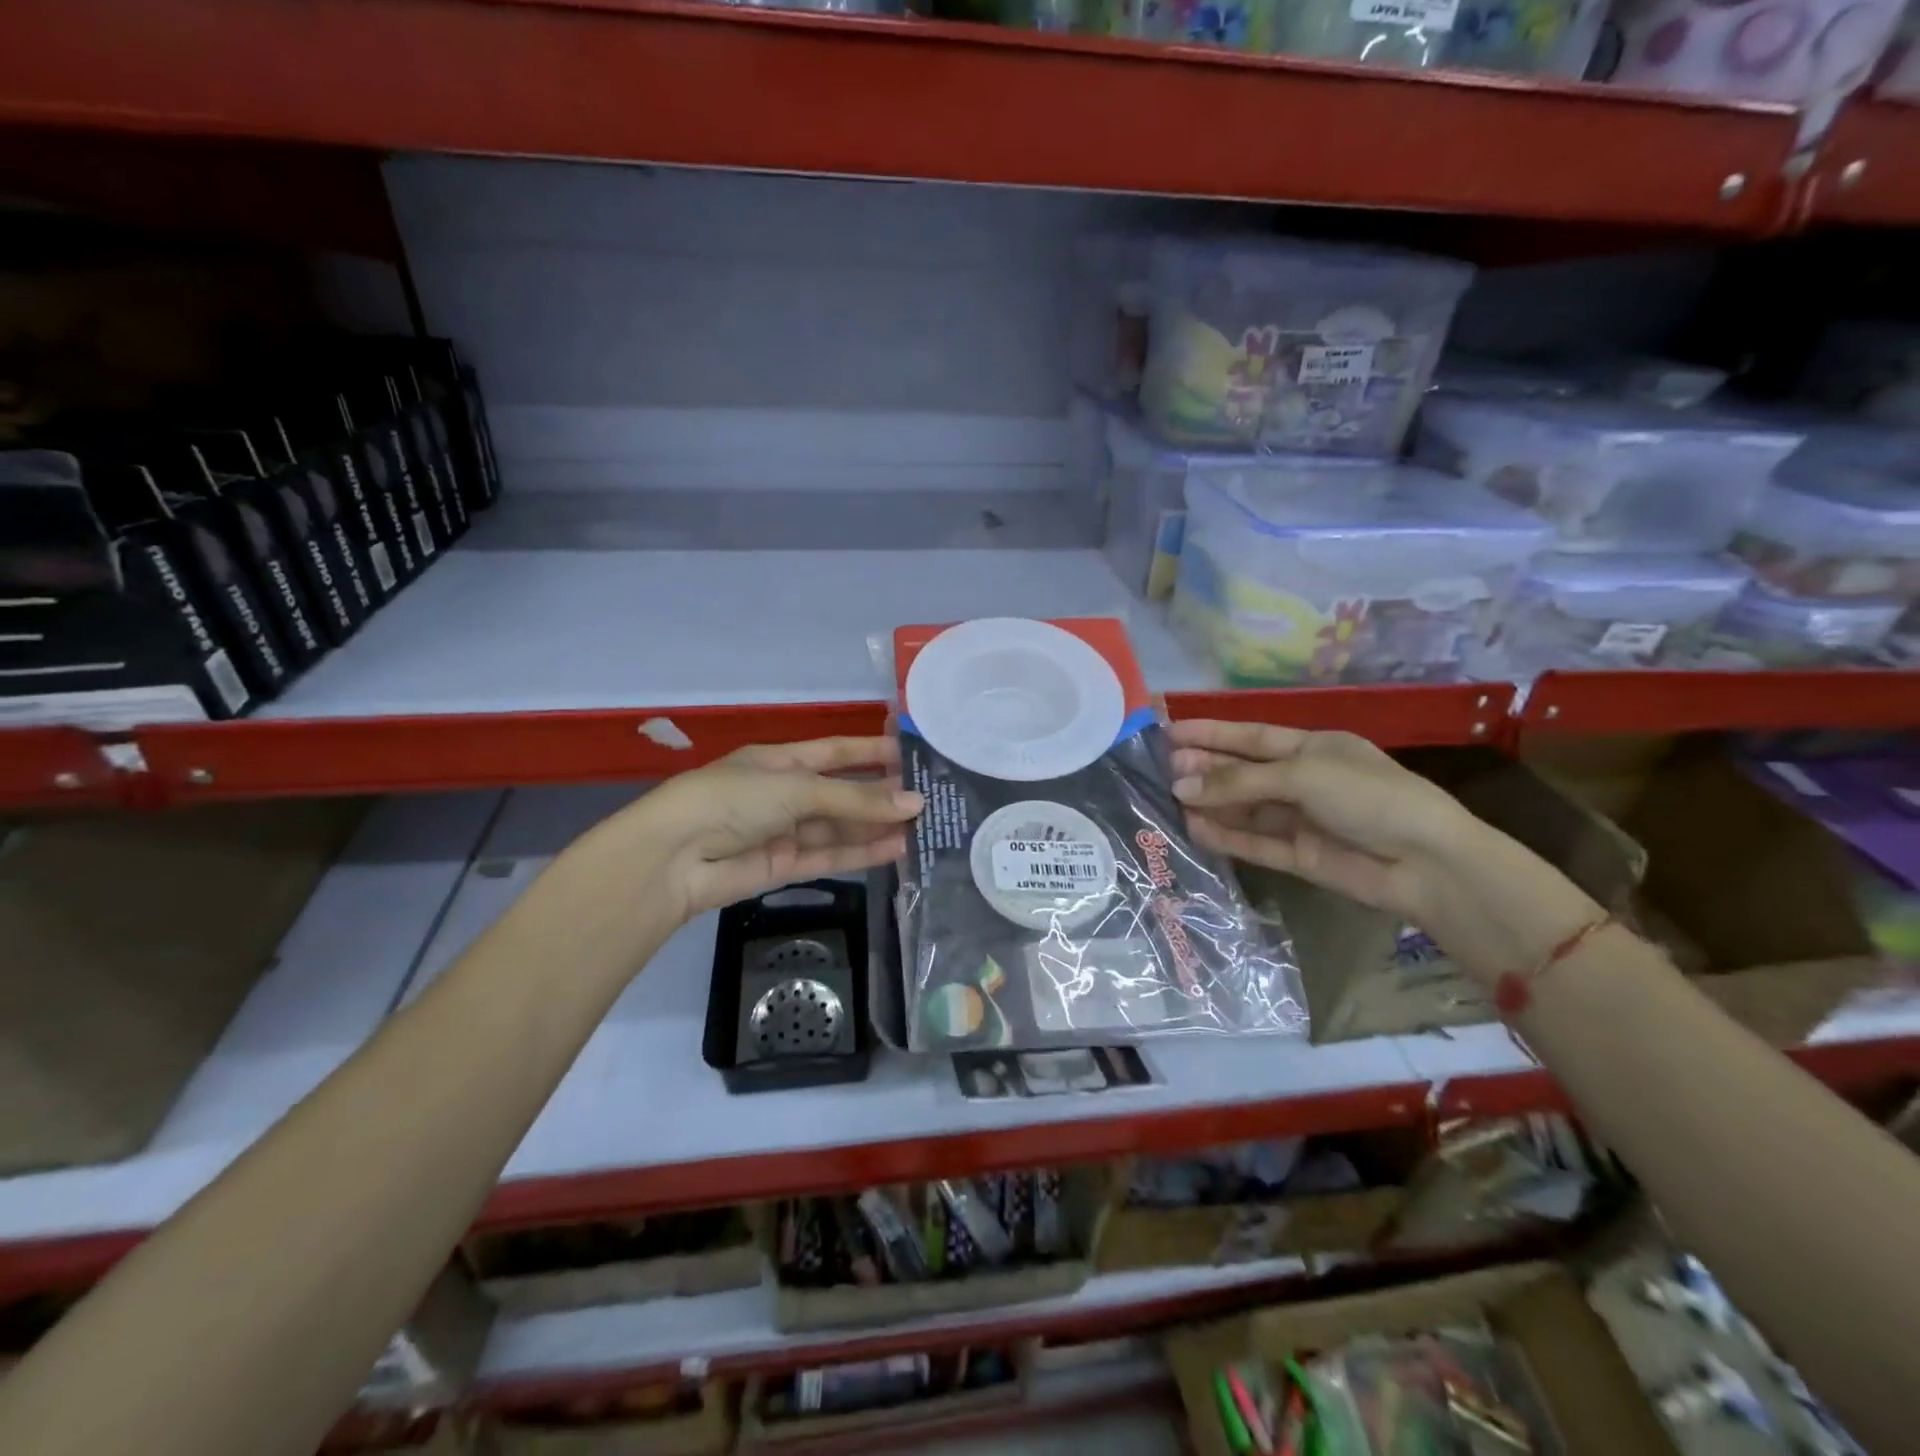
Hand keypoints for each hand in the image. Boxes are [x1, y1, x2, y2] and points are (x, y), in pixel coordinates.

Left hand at [639, 737, 921, 918]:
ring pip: (840, 827)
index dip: (873, 751)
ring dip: (877, 827)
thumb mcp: (797, 789)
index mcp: (781, 761)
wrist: (673, 858)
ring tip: (924, 827)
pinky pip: (830, 856)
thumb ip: (856, 799)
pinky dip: (862, 853)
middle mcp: (785, 793)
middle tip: (931, 798)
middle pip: (842, 792)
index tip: (914, 754)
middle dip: (881, 794)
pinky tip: (897, 849)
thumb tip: (914, 803)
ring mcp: (785, 831)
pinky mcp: (784, 866)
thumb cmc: (733, 800)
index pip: (837, 751)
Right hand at [1168, 719, 1600, 982]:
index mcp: (1314, 748)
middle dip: (1205, 768)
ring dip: (1211, 803)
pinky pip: (1255, 842)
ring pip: (1245, 808)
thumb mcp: (1303, 775)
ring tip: (1170, 798)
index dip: (1212, 733)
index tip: (1170, 732)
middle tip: (1163, 769)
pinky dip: (1226, 836)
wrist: (1426, 863)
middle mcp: (1304, 780)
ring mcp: (1302, 819)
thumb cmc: (1369, 797)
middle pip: (1244, 771)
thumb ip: (1239, 782)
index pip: (1251, 736)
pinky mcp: (1300, 856)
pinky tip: (1194, 829)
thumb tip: (1181, 788)